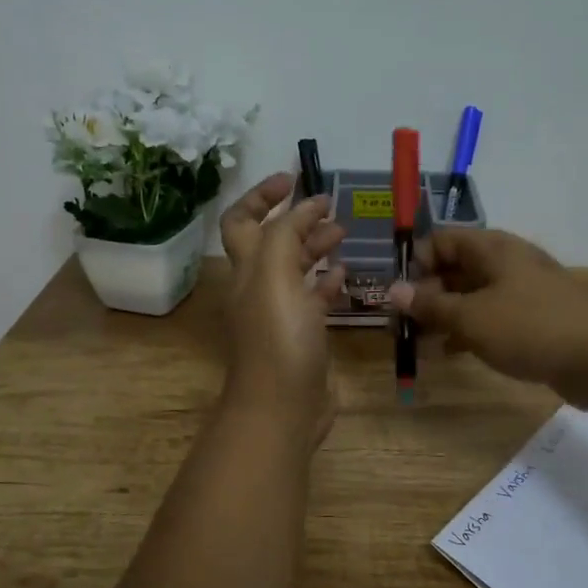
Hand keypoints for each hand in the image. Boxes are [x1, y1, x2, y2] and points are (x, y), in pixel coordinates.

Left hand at [218, 173, 347, 442]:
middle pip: (271, 242)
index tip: (293, 179)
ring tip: (343, 234)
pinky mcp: (302, 337)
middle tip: (329, 207)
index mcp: (246, 269)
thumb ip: (287, 234)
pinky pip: (313, 300)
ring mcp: (280, 314)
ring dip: (314, 247)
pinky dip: (327, 282)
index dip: (261, 195)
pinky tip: (346, 275)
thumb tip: (306, 205)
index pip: (241, 220)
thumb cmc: (278, 339)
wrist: (283, 408)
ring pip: (294, 270)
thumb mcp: (276, 277)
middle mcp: (258, 288)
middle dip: (295, 219)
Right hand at [389, 227, 587, 405]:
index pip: (442, 241)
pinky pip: (491, 319)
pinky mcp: (534, 321)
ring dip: (445, 316)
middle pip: (456, 269)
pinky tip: (451, 353)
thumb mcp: (471, 317)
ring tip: (419, 342)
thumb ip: (431, 305)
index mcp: (492, 248)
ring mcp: (523, 292)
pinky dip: (469, 332)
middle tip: (402, 325)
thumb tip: (392, 290)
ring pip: (472, 297)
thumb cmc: (530, 327)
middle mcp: (506, 263)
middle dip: (426, 294)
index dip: (415, 262)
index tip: (396, 294)